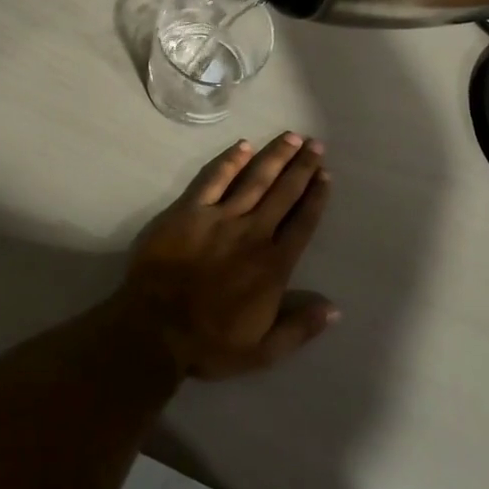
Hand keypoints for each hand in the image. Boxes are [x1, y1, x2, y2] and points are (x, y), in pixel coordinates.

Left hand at [114, 132, 336, 379]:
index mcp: (273, 265)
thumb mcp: (263, 351)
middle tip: (315, 144)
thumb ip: (300, 328)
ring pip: (254, 179)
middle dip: (302, 167)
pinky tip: (243, 145)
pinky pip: (213, 179)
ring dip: (274, 157)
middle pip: (283, 193)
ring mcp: (220, 218)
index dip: (316, 197)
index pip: (302, 223)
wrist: (154, 330)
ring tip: (291, 137)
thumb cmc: (209, 343)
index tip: (326, 174)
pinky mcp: (189, 211)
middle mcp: (253, 234)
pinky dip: (230, 161)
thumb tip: (334, 308)